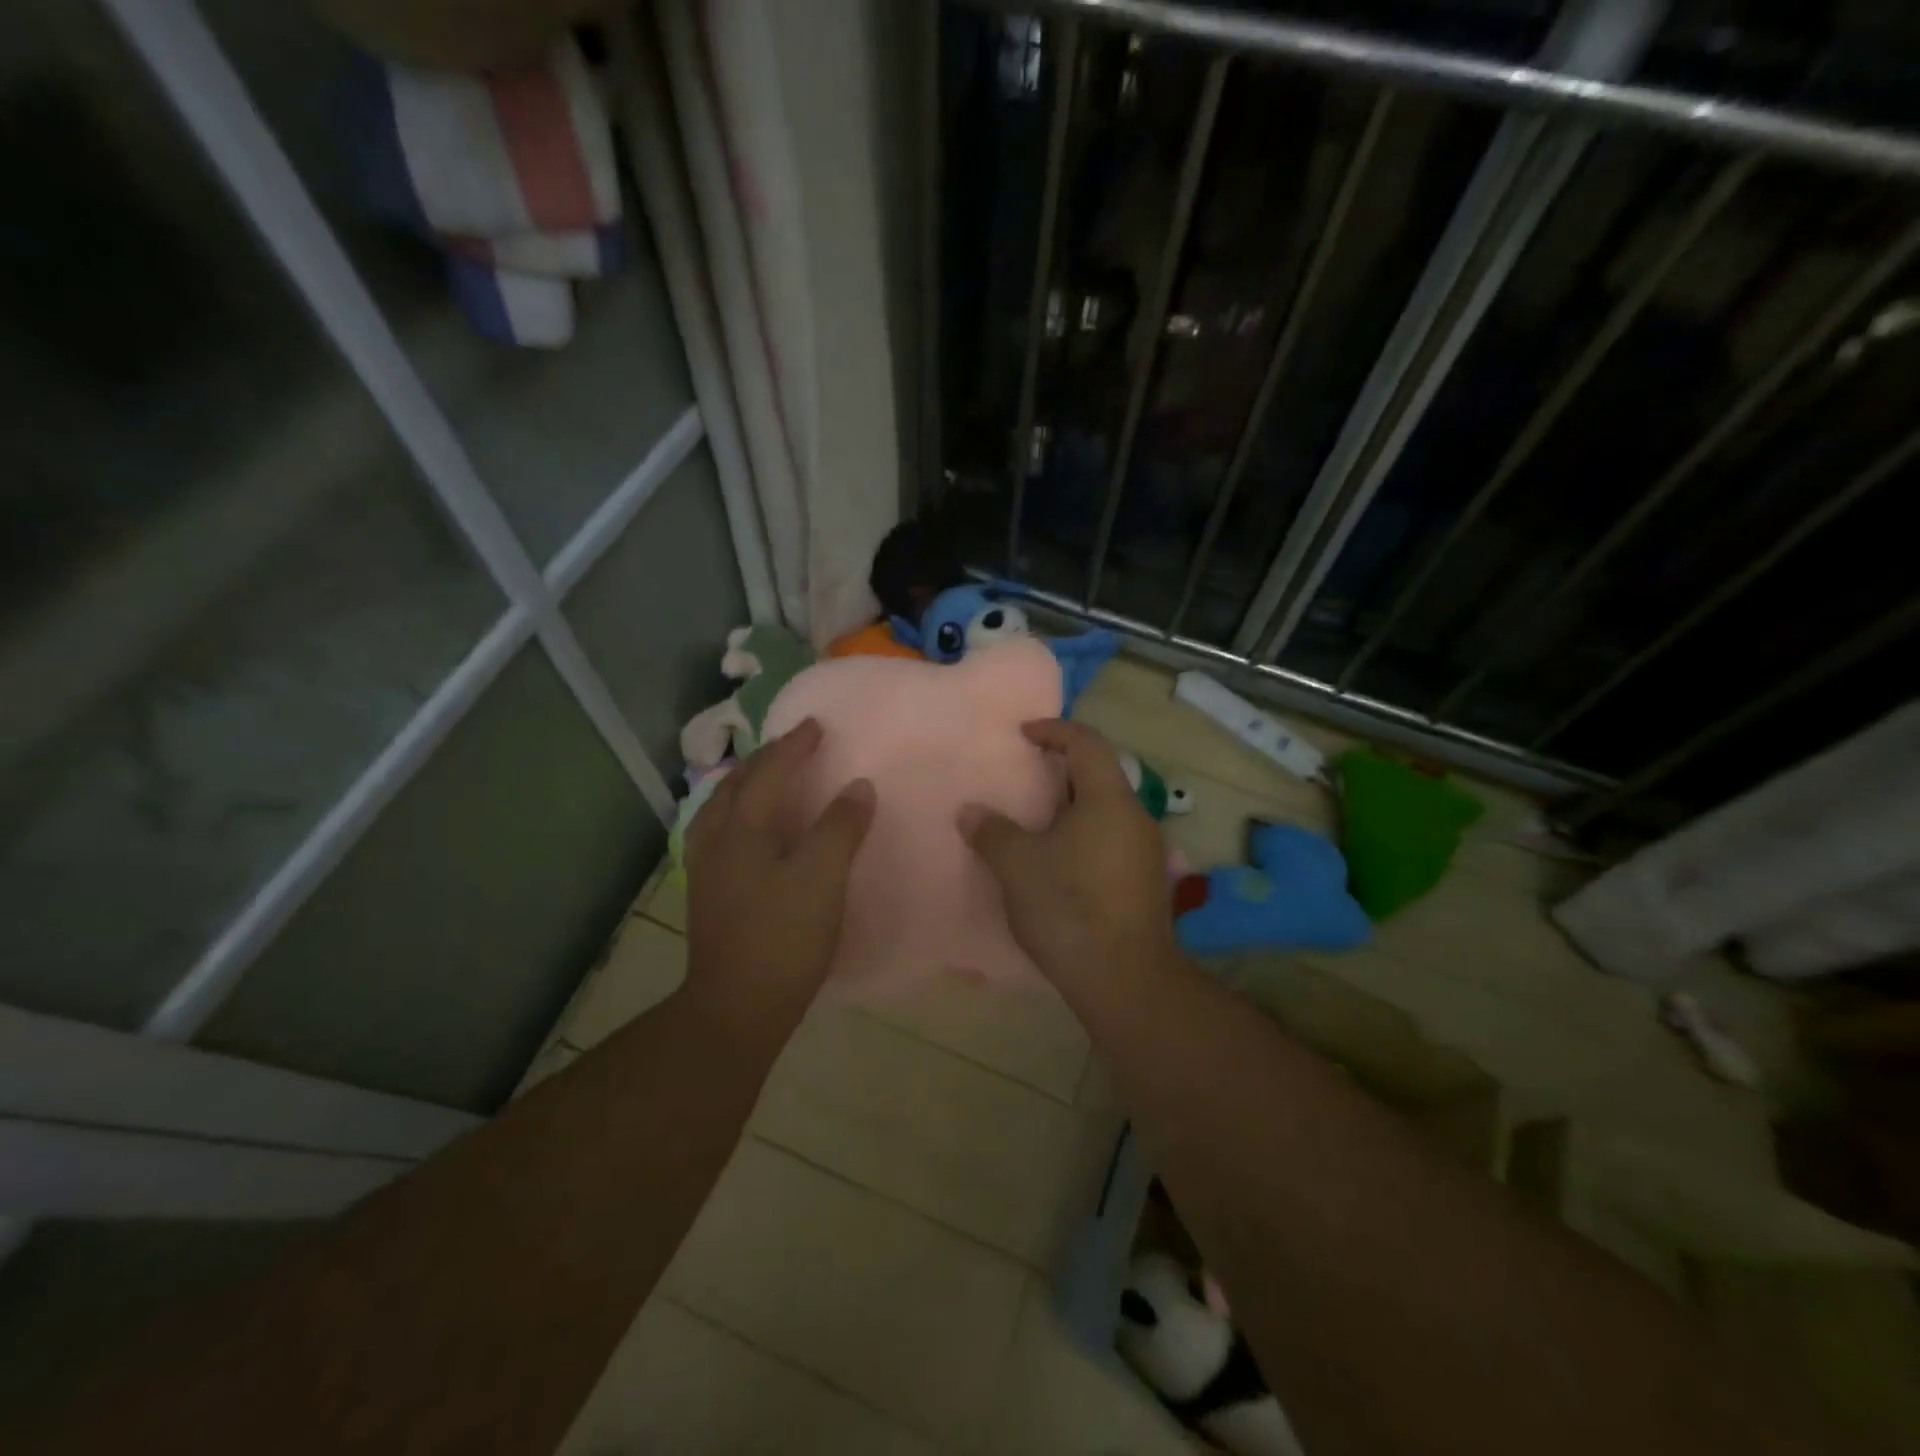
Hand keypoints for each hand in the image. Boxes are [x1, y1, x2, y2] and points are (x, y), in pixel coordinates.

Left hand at [685, 719, 875, 1036]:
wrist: (736, 1007)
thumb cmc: (783, 938)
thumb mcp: (823, 879)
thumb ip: (841, 827)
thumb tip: (859, 787)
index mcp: (742, 829)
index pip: (770, 772)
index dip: (795, 746)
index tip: (818, 725)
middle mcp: (716, 838)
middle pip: (737, 783)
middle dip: (767, 758)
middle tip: (795, 745)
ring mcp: (706, 866)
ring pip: (722, 806)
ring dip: (748, 782)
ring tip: (769, 776)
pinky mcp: (707, 891)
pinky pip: (721, 829)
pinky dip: (739, 811)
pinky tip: (751, 827)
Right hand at [960, 720, 1175, 990]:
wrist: (1124, 979)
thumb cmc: (1068, 907)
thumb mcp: (1017, 865)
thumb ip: (992, 831)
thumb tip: (971, 812)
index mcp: (1109, 800)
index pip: (1087, 743)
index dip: (1055, 730)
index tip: (1024, 734)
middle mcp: (1136, 818)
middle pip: (1101, 777)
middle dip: (1062, 771)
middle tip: (1027, 778)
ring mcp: (1147, 853)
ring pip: (1106, 813)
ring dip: (1072, 808)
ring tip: (1036, 822)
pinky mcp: (1146, 884)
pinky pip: (1112, 841)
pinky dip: (1084, 836)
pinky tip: (1059, 863)